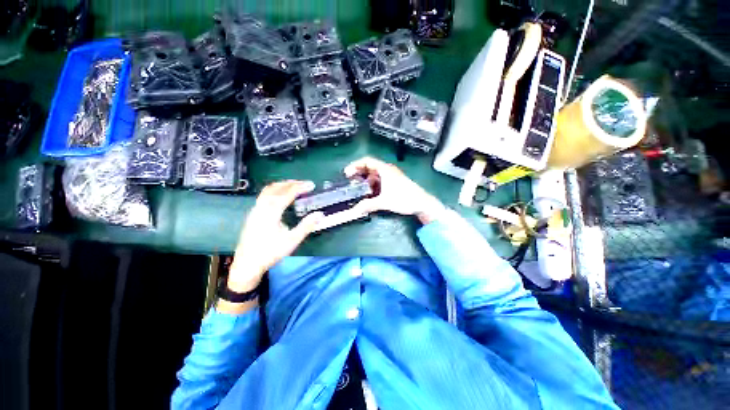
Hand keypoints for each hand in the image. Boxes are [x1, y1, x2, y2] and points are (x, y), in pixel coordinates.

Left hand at [228, 180, 323, 293]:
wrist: (247, 264)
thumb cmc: (270, 252)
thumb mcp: (292, 241)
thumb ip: (306, 226)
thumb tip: (320, 214)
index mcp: (271, 212)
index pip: (287, 193)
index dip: (300, 187)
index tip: (311, 184)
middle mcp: (261, 207)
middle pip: (276, 188)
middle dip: (291, 183)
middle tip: (304, 183)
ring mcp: (255, 210)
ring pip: (268, 190)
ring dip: (282, 185)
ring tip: (294, 186)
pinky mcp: (253, 214)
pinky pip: (264, 195)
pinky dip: (275, 190)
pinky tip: (280, 196)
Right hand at [344, 157, 446, 224]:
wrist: (422, 203)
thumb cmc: (404, 199)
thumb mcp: (384, 202)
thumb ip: (368, 205)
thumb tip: (354, 210)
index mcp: (385, 170)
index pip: (367, 161)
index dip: (355, 165)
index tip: (347, 173)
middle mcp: (387, 170)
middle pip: (369, 167)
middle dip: (358, 173)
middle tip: (350, 181)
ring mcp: (391, 176)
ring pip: (374, 175)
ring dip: (365, 180)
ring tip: (357, 188)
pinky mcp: (393, 183)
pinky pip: (379, 181)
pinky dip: (372, 185)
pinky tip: (368, 193)